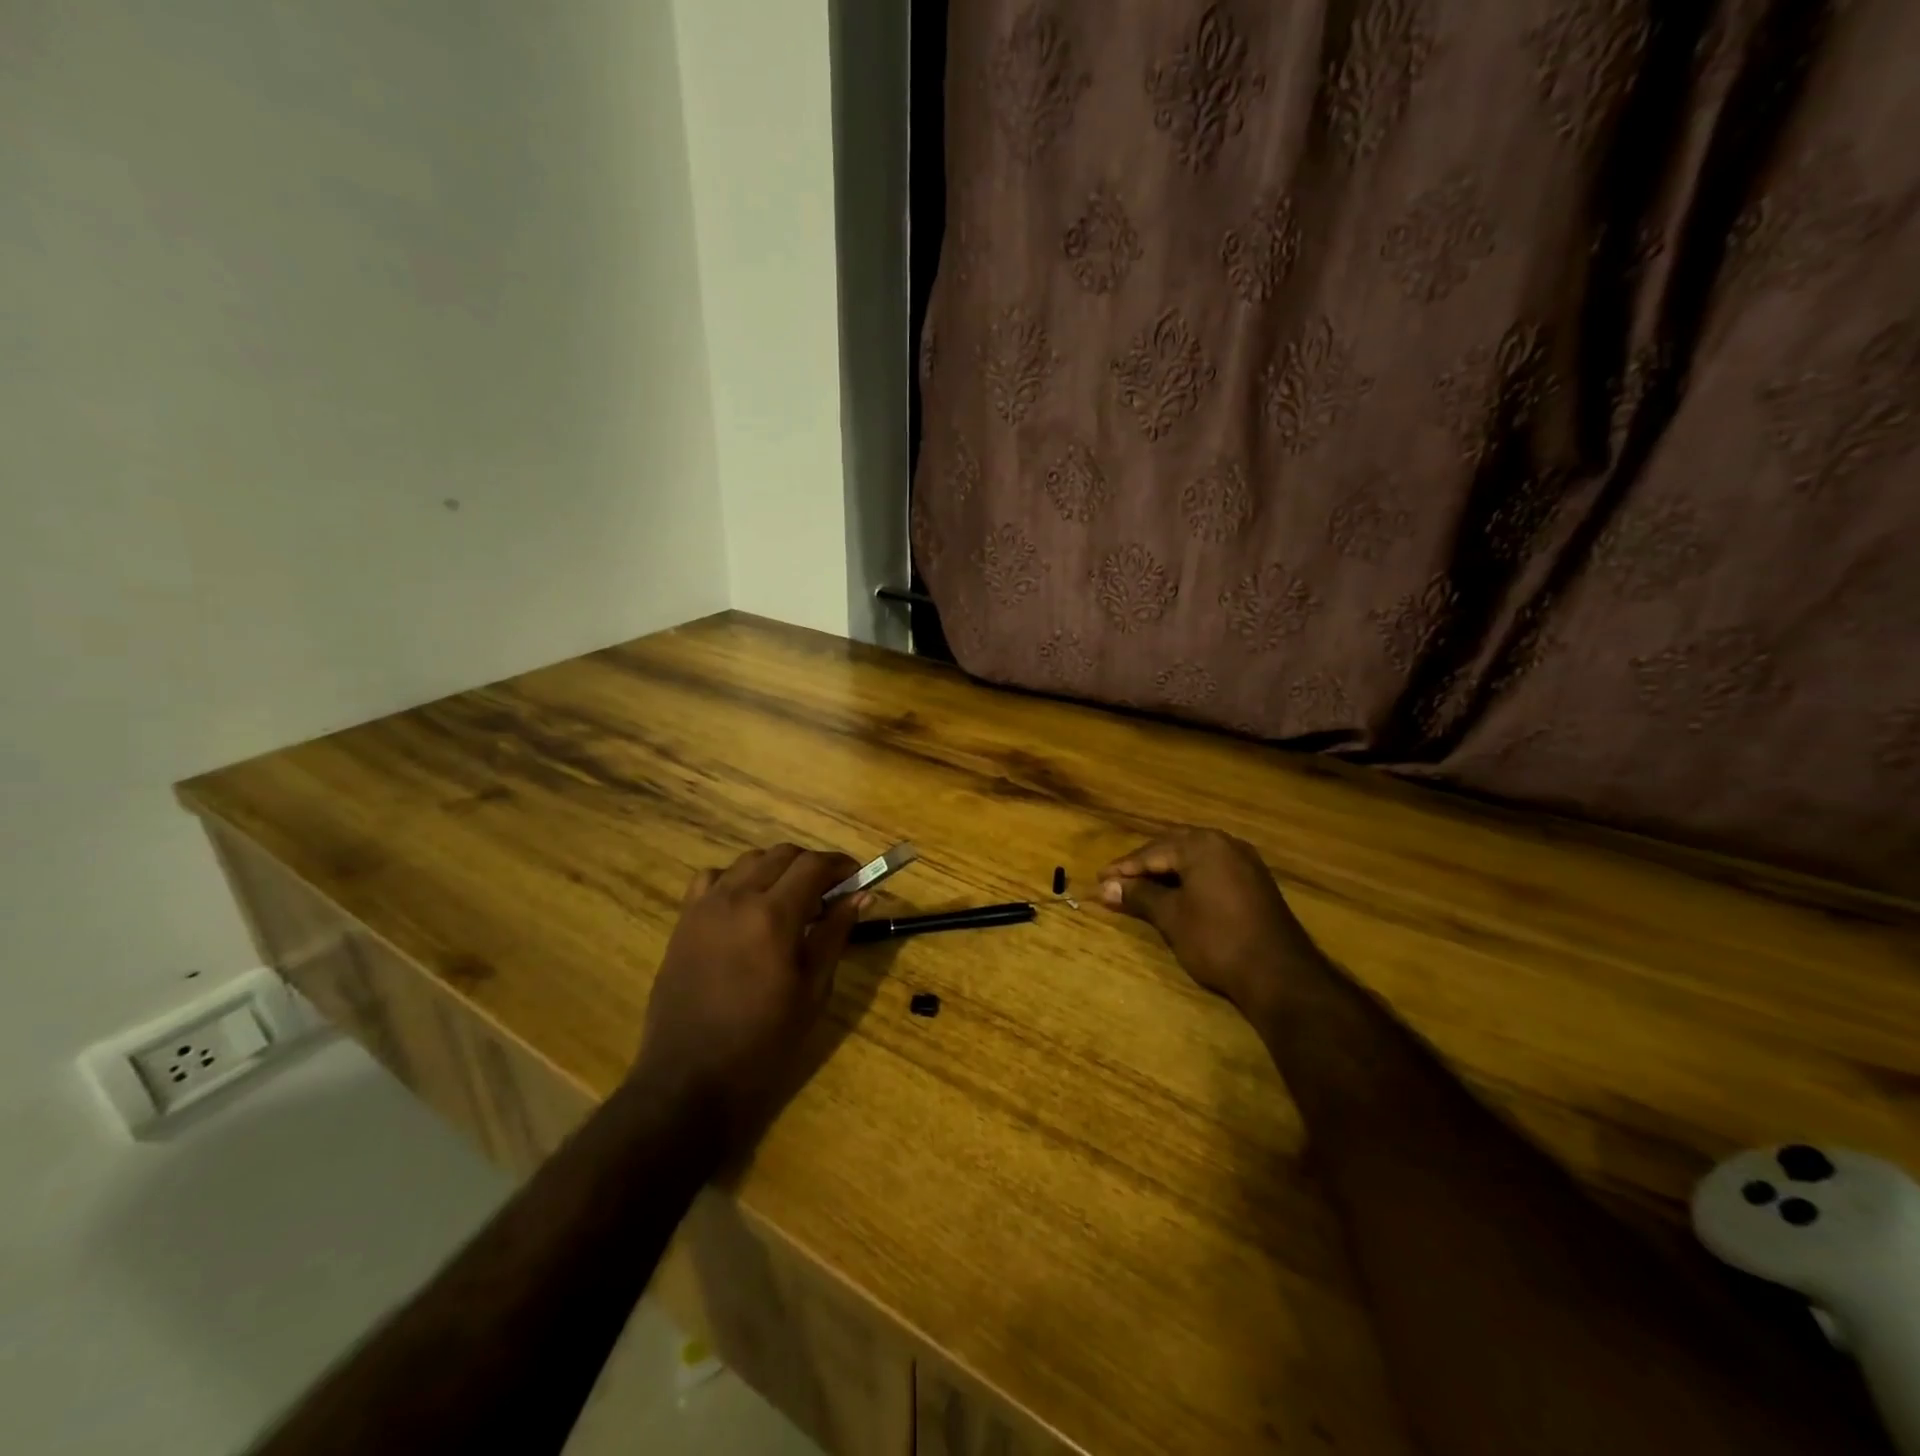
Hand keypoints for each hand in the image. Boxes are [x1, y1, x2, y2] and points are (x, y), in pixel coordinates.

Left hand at [636, 843, 864, 1144]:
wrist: (691, 1078)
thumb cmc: (764, 1041)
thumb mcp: (813, 989)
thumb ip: (836, 933)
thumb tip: (863, 895)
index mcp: (774, 916)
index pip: (814, 865)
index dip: (842, 865)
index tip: (858, 878)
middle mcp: (737, 898)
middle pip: (783, 855)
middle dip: (813, 866)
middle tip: (830, 893)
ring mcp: (705, 906)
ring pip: (749, 861)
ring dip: (777, 869)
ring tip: (791, 900)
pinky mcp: (684, 920)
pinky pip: (712, 878)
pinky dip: (736, 879)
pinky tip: (746, 906)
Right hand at [1097, 828, 1315, 1016]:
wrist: (1280, 974)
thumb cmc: (1217, 940)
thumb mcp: (1171, 917)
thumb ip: (1139, 896)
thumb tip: (1105, 887)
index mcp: (1202, 844)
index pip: (1152, 851)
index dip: (1124, 868)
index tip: (1100, 880)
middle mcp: (1225, 843)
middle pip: (1174, 848)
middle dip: (1145, 865)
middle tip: (1118, 881)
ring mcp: (1245, 861)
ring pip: (1195, 858)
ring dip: (1167, 871)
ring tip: (1142, 887)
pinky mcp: (1256, 881)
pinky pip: (1213, 869)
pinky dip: (1191, 878)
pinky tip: (1178, 894)